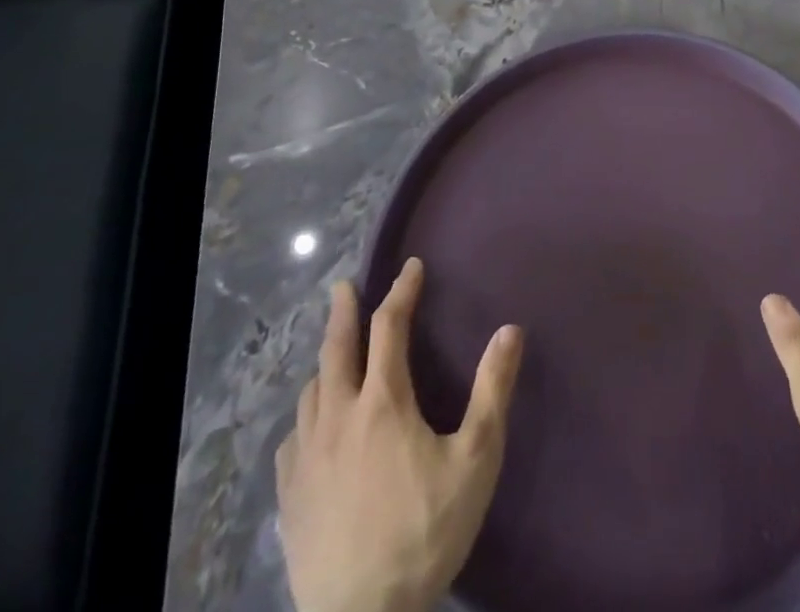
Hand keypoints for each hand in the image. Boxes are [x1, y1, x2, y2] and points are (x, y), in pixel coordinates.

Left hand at [276, 258, 523, 611]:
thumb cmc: (425, 532)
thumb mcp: (475, 459)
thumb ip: (492, 391)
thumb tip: (510, 329)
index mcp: (383, 402)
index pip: (389, 327)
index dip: (401, 291)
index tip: (411, 267)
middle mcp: (338, 416)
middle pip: (336, 348)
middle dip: (343, 311)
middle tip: (344, 286)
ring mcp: (306, 458)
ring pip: (310, 392)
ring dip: (324, 362)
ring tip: (334, 355)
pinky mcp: (289, 497)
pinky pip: (291, 439)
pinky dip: (305, 417)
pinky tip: (311, 428)